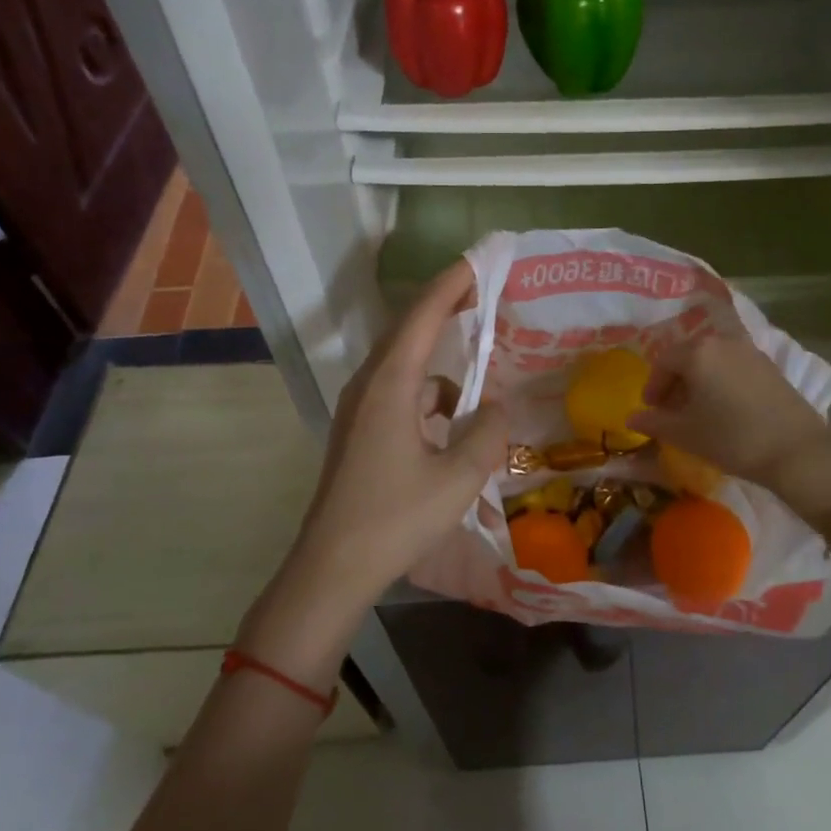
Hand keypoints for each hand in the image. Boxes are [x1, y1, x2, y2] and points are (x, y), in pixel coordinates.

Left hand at [285, 260, 508, 615]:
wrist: (332, 569)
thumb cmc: (395, 519)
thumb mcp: (458, 478)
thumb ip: (488, 434)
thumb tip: (499, 407)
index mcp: (390, 385)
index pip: (423, 316)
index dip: (452, 284)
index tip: (481, 261)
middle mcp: (370, 385)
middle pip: (411, 329)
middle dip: (448, 308)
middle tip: (486, 293)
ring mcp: (362, 409)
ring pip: (408, 365)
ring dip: (444, 362)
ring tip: (484, 372)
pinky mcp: (362, 431)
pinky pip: (403, 394)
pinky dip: (433, 397)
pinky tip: (457, 424)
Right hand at [628, 326, 830, 490]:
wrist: (797, 450)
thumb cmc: (732, 438)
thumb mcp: (686, 433)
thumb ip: (655, 422)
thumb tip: (632, 417)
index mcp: (697, 352)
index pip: (663, 361)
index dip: (653, 386)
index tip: (651, 410)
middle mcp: (722, 341)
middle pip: (688, 356)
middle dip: (675, 382)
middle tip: (671, 411)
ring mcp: (749, 351)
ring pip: (712, 360)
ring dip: (699, 381)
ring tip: (698, 412)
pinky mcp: (769, 365)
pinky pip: (733, 366)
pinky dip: (721, 381)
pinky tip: (725, 409)